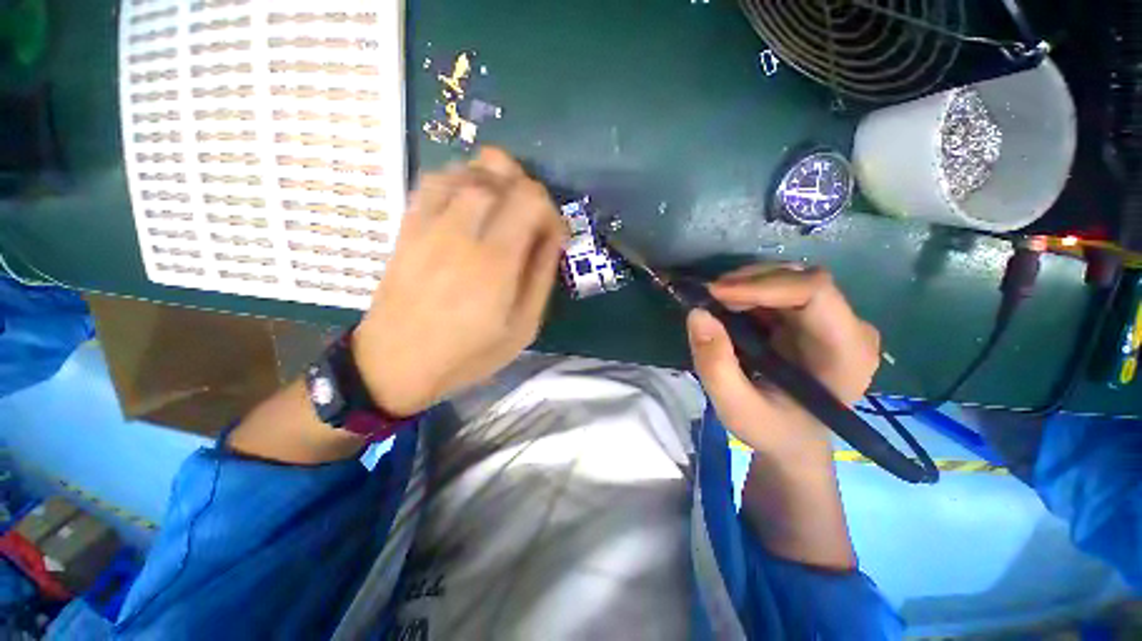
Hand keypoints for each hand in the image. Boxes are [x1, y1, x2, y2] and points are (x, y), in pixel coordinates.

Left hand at [352, 148, 568, 415]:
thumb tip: (554, 237)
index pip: (530, 199)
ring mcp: (429, 225)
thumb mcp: (522, 328)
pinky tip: (469, 204)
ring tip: (503, 209)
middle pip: (499, 172)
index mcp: (494, 262)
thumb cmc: (467, 353)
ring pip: (466, 169)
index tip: (553, 236)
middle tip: (531, 220)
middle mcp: (461, 232)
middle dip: (526, 189)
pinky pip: (434, 181)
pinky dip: (460, 180)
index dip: (551, 210)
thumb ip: (541, 277)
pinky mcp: (408, 226)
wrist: (395, 362)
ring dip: (494, 180)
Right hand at [686, 266, 880, 460]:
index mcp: (847, 353)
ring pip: (789, 279)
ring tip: (715, 302)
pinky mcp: (813, 319)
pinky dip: (749, 292)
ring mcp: (833, 320)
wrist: (792, 439)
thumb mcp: (736, 407)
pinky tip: (729, 307)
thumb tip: (697, 314)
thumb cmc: (772, 429)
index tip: (717, 294)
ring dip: (747, 285)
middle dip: (750, 282)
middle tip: (709, 297)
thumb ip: (715, 365)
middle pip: (802, 279)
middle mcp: (849, 328)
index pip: (815, 292)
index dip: (764, 285)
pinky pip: (780, 290)